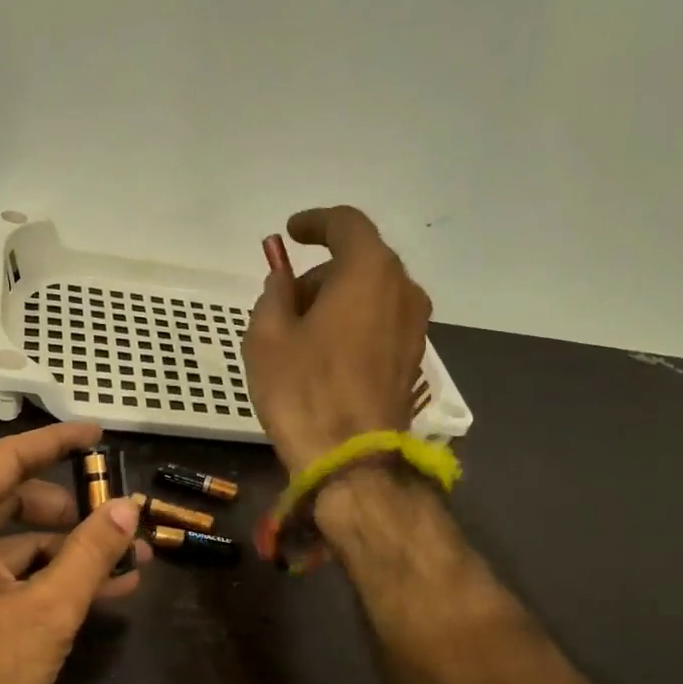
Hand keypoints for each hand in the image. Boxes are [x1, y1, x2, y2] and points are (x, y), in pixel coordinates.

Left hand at [0, 422, 146, 683]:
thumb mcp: (48, 610)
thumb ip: (92, 552)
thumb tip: (129, 506)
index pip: (7, 460)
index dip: (57, 443)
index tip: (99, 434)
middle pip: (16, 502)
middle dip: (76, 511)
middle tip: (126, 517)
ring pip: (19, 544)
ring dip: (74, 551)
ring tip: (135, 559)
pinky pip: (11, 577)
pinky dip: (54, 579)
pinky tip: (108, 590)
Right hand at [244, 206, 431, 471]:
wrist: (352, 460)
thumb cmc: (303, 392)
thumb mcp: (266, 337)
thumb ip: (273, 293)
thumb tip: (284, 279)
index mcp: (369, 271)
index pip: (346, 224)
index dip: (315, 223)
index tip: (290, 233)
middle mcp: (403, 290)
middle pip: (360, 261)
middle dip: (321, 272)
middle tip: (284, 300)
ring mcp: (415, 328)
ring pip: (372, 294)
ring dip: (337, 300)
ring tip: (300, 334)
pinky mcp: (413, 360)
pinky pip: (380, 323)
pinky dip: (353, 324)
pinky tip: (325, 355)